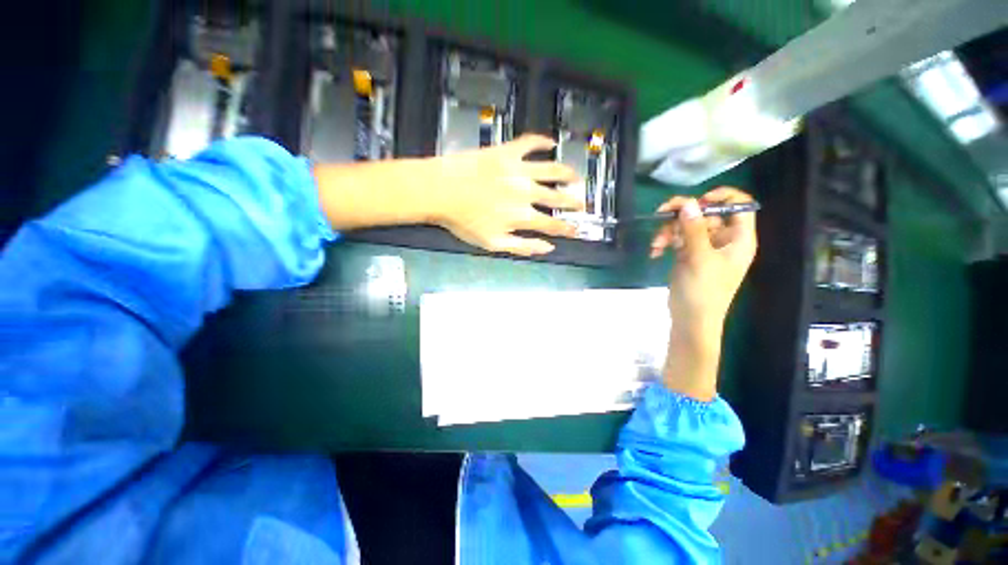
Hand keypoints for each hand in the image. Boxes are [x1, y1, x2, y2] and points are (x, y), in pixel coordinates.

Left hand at [426, 135, 584, 255]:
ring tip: (575, 176)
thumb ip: (523, 246)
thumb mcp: (493, 243)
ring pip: (551, 170)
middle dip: (572, 202)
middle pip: (557, 197)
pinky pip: (529, 143)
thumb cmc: (464, 221)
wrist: (439, 191)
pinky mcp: (506, 152)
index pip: (552, 224)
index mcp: (523, 216)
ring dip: (566, 174)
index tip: (577, 229)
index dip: (567, 228)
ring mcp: (518, 169)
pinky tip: (551, 142)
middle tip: (582, 202)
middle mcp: (527, 192)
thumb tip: (548, 248)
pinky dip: (542, 142)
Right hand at [651, 187, 757, 399]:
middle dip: (682, 215)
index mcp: (738, 238)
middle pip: (705, 213)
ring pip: (686, 225)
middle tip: (661, 213)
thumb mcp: (699, 259)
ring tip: (656, 244)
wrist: (690, 319)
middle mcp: (722, 239)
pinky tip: (655, 252)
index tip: (698, 200)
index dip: (722, 197)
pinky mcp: (687, 254)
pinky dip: (664, 242)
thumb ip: (694, 230)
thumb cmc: (703, 291)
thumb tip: (689, 203)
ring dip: (668, 231)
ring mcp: (703, 247)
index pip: (740, 206)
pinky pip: (676, 239)